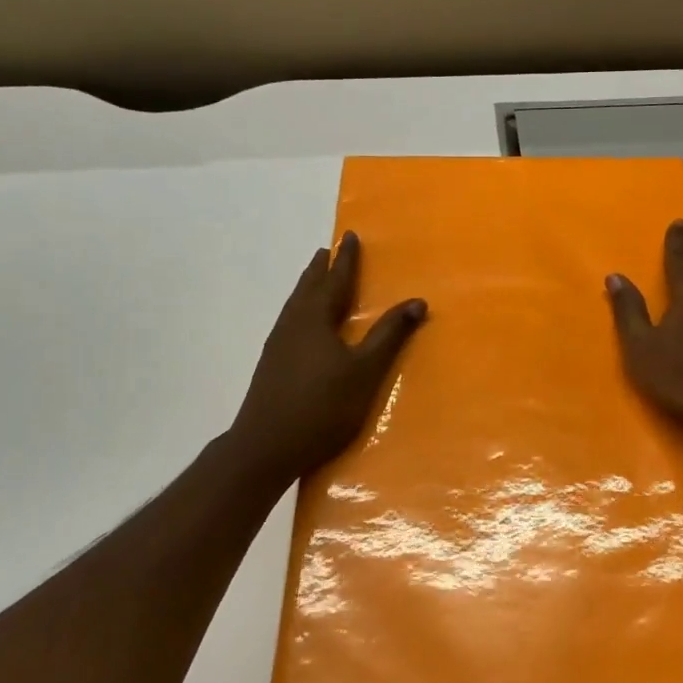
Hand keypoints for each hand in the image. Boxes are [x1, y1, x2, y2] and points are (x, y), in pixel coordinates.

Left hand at [228, 232, 426, 486]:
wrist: (266, 446)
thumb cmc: (322, 406)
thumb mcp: (365, 371)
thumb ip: (390, 335)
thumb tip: (417, 301)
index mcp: (316, 318)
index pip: (335, 280)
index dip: (346, 259)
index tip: (350, 236)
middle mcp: (293, 323)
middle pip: (308, 287)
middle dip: (321, 268)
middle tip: (327, 251)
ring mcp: (278, 344)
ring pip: (295, 304)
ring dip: (307, 287)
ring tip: (314, 279)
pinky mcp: (271, 364)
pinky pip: (289, 321)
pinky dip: (300, 308)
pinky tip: (301, 325)